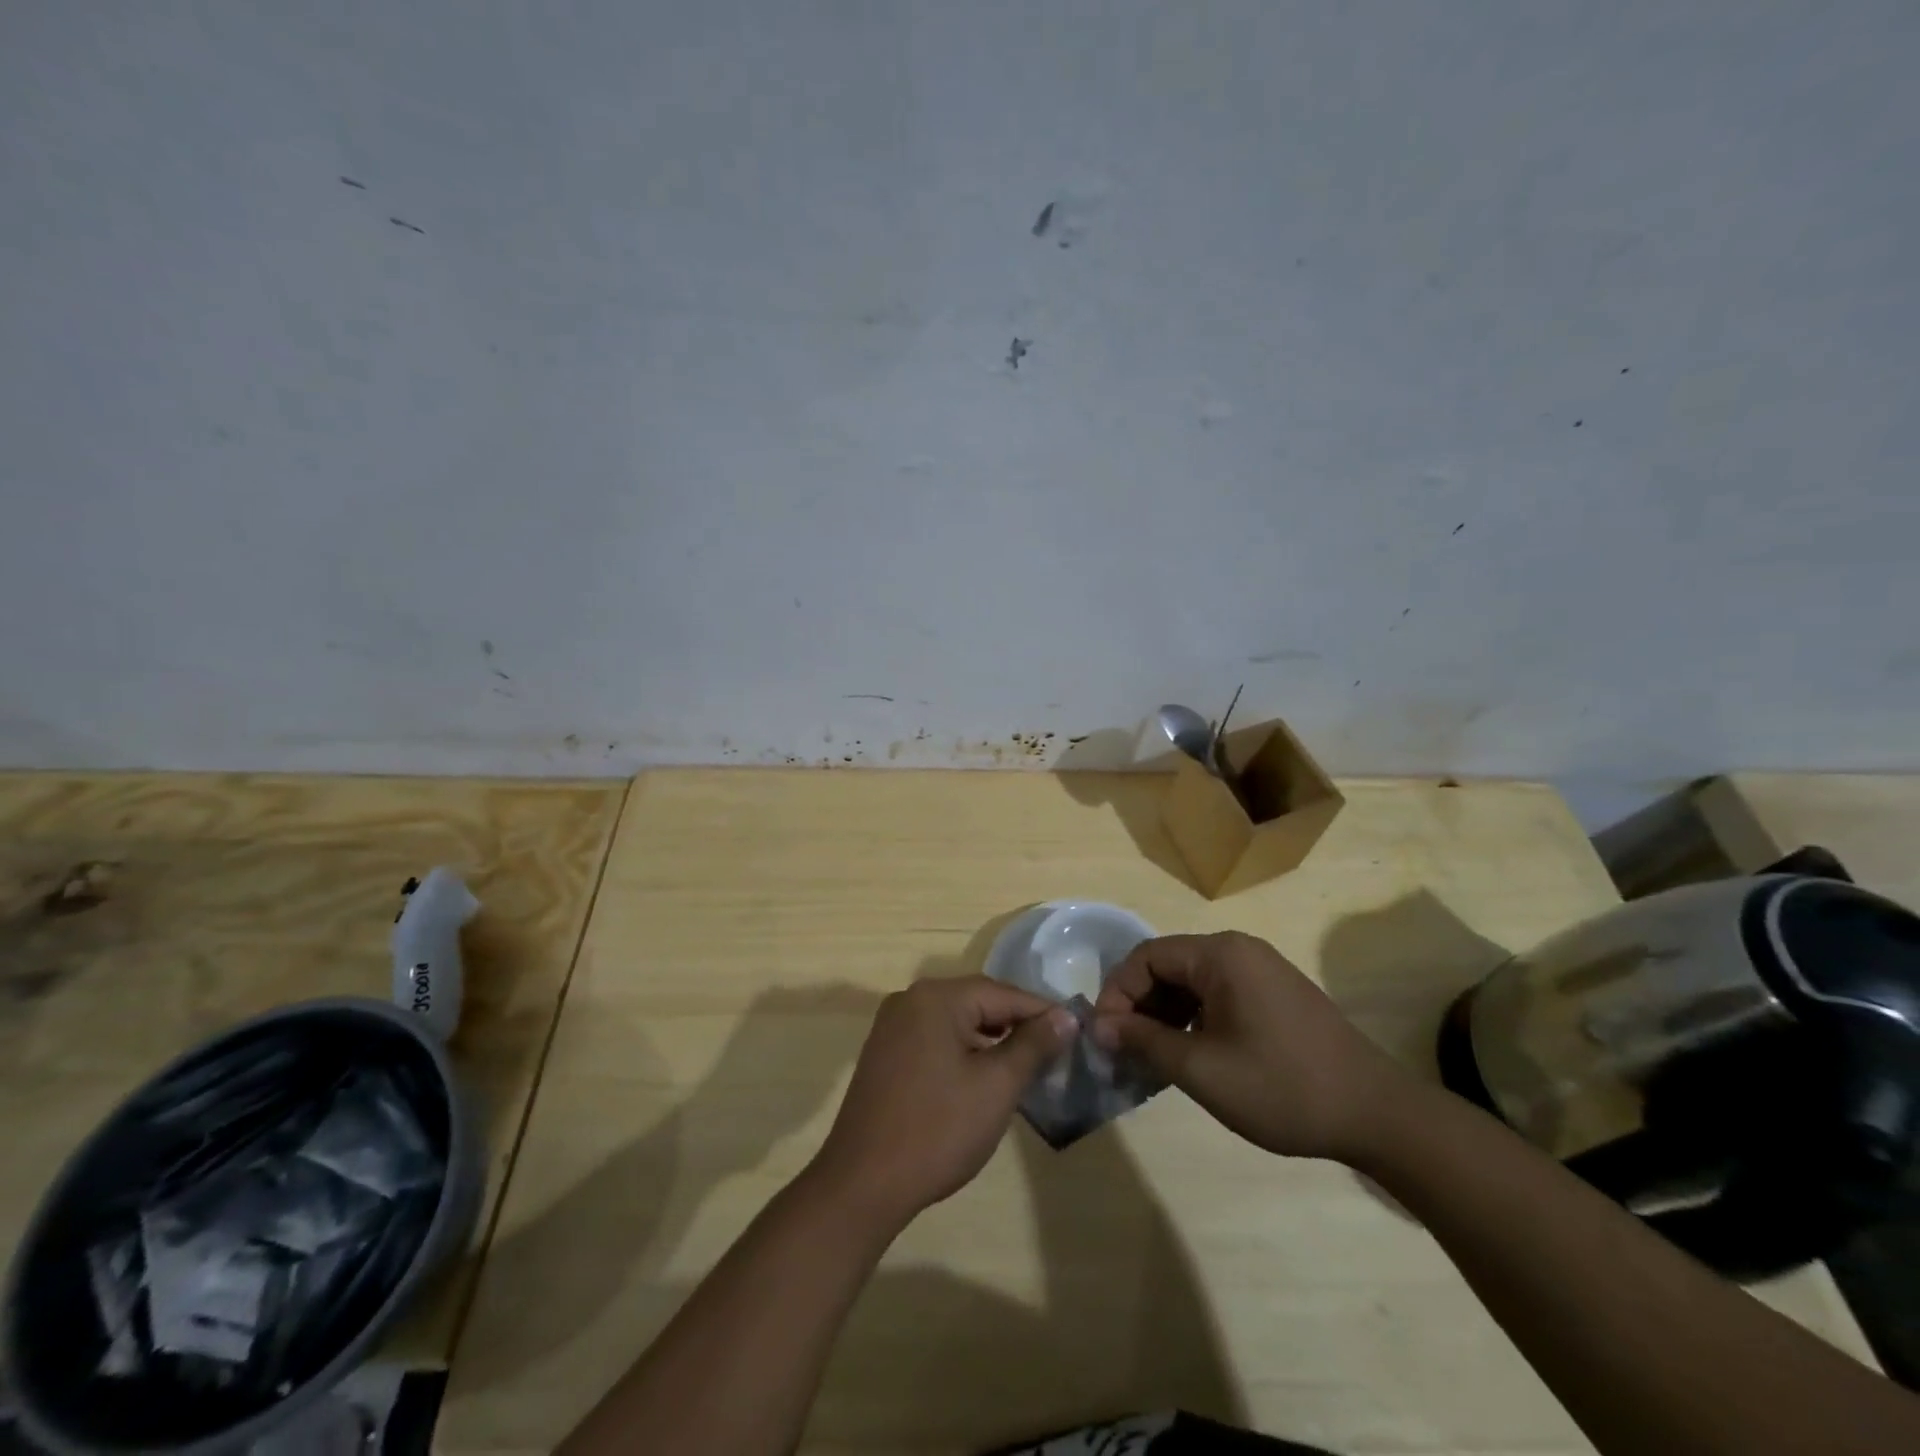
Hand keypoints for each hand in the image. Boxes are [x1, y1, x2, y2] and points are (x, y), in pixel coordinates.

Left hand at [810, 976, 1077, 1229]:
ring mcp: (892, 1026)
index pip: (1002, 993)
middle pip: (978, 1002)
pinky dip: (963, 1051)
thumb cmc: (938, 1130)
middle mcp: (910, 999)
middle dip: (1017, 1025)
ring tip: (1026, 1066)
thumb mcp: (996, 1086)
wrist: (863, 1183)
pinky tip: (983, 1077)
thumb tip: (1066, 1015)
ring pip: (956, 1021)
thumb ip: (1033, 1045)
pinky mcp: (885, 1053)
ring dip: (991, 1039)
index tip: (1076, 1032)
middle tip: (1055, 1052)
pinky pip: (935, 1038)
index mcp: (936, 997)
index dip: (1042, 1012)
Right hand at [1092, 931, 1415, 1162]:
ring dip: (1165, 1015)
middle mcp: (1239, 951)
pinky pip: (1217, 995)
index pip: (1146, 957)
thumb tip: (1100, 1028)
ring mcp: (1261, 971)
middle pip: (1168, 966)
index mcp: (1221, 955)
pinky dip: (1193, 1020)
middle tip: (1123, 1051)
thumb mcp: (1203, 1069)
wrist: (1379, 1115)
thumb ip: (1145, 1042)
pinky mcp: (1275, 994)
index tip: (1105, 1037)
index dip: (1117, 993)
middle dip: (1139, 1006)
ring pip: (1192, 982)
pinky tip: (1189, 1055)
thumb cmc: (1283, 1087)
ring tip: (1151, 1059)